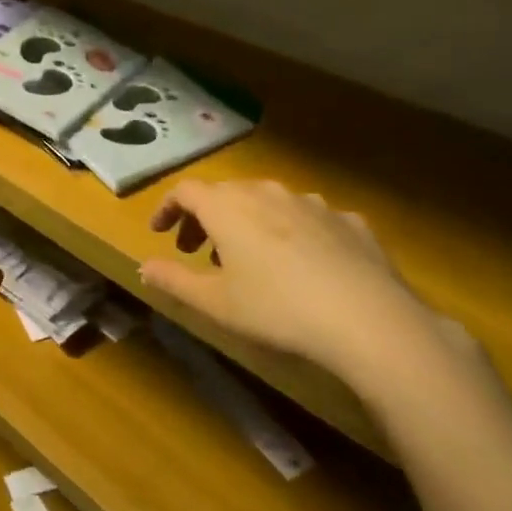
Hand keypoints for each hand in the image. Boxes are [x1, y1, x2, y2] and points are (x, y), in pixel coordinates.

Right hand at [140, 180, 446, 386]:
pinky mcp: (348, 220)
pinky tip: (303, 264)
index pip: (185, 191)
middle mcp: (266, 192)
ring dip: (249, 223)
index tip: (159, 232)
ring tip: (249, 259)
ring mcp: (311, 202)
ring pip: (268, 202)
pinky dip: (294, 233)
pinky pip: (309, 219)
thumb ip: (173, 280)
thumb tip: (143, 267)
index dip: (167, 208)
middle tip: (197, 251)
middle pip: (225, 193)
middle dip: (205, 218)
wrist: (368, 318)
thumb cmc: (276, 308)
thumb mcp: (215, 303)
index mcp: (227, 207)